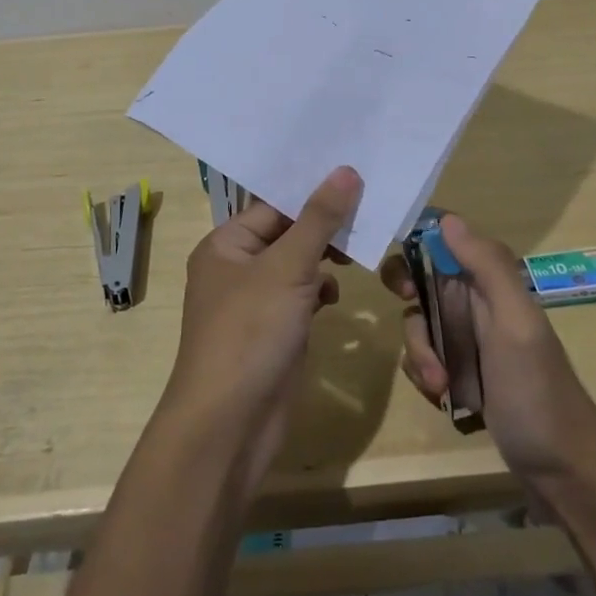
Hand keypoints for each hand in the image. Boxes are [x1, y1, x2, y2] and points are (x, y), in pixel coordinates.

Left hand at [161, 166, 359, 489]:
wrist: (230, 425)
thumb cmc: (250, 332)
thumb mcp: (287, 268)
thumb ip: (319, 219)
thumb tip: (346, 170)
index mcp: (226, 244)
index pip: (274, 204)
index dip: (313, 191)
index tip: (356, 176)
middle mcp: (236, 267)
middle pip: (287, 232)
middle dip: (325, 226)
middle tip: (370, 209)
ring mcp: (255, 301)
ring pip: (297, 264)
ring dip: (326, 257)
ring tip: (361, 249)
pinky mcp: (274, 330)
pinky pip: (301, 296)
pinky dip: (319, 290)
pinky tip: (335, 295)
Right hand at [381, 214, 595, 481]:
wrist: (562, 470)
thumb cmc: (537, 389)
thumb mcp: (516, 322)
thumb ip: (487, 267)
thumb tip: (446, 218)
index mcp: (492, 282)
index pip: (447, 240)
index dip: (417, 243)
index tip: (402, 267)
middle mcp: (477, 302)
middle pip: (422, 278)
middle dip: (407, 297)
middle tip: (409, 309)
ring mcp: (467, 339)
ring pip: (419, 322)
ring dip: (418, 350)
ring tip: (438, 384)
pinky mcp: (459, 372)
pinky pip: (424, 358)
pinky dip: (424, 374)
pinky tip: (440, 397)